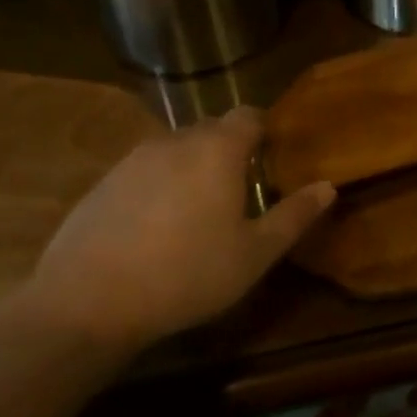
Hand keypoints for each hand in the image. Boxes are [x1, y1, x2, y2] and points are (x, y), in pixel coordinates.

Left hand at [23, 106, 334, 355]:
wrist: (87, 301)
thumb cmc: (187, 274)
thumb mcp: (254, 254)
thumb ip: (294, 216)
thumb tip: (328, 186)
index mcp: (218, 149)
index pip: (249, 115)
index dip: (265, 131)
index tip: (274, 159)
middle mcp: (177, 140)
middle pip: (213, 130)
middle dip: (230, 151)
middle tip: (241, 192)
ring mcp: (134, 158)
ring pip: (177, 150)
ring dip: (193, 168)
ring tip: (198, 213)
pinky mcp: (104, 181)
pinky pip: (145, 170)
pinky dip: (159, 186)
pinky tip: (156, 228)